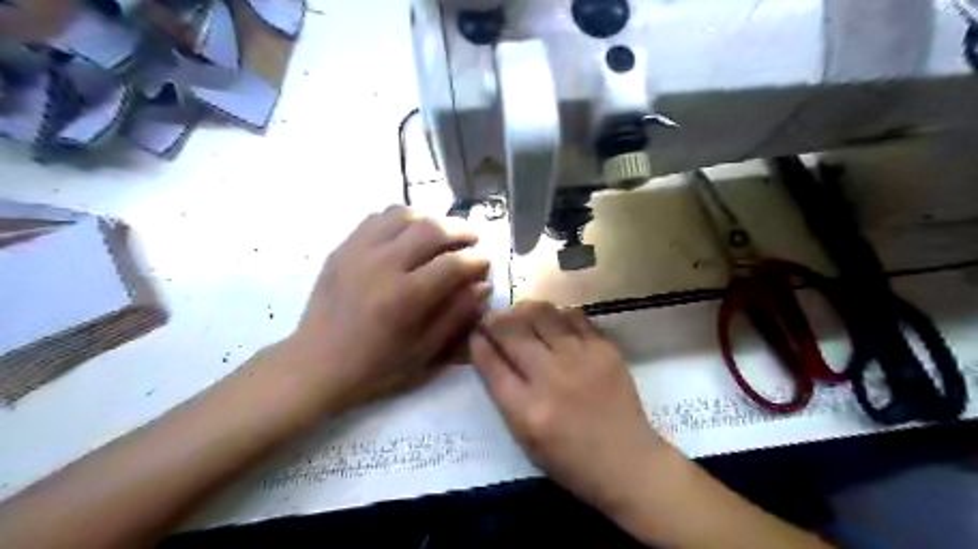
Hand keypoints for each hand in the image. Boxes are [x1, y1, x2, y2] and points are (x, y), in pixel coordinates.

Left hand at [284, 209, 492, 412]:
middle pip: (430, 229)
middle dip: (460, 230)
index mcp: (404, 297)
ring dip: (430, 219)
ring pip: (403, 215)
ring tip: (442, 231)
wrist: (316, 364)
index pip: (452, 264)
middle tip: (472, 238)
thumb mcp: (423, 352)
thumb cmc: (374, 366)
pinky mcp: (343, 248)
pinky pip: (376, 218)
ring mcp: (358, 251)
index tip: (486, 261)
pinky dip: (400, 220)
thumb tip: (483, 285)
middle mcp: (382, 265)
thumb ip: (456, 316)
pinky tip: (407, 234)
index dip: (476, 260)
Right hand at [469, 303, 668, 511]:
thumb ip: (505, 397)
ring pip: (541, 315)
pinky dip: (557, 315)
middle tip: (492, 319)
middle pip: (512, 333)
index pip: (492, 365)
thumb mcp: (526, 440)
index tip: (475, 334)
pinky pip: (573, 317)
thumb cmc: (571, 461)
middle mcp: (551, 378)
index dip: (478, 344)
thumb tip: (491, 355)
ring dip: (523, 310)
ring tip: (519, 313)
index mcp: (527, 411)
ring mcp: (580, 359)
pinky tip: (553, 320)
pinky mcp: (604, 349)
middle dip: (494, 321)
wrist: (628, 462)